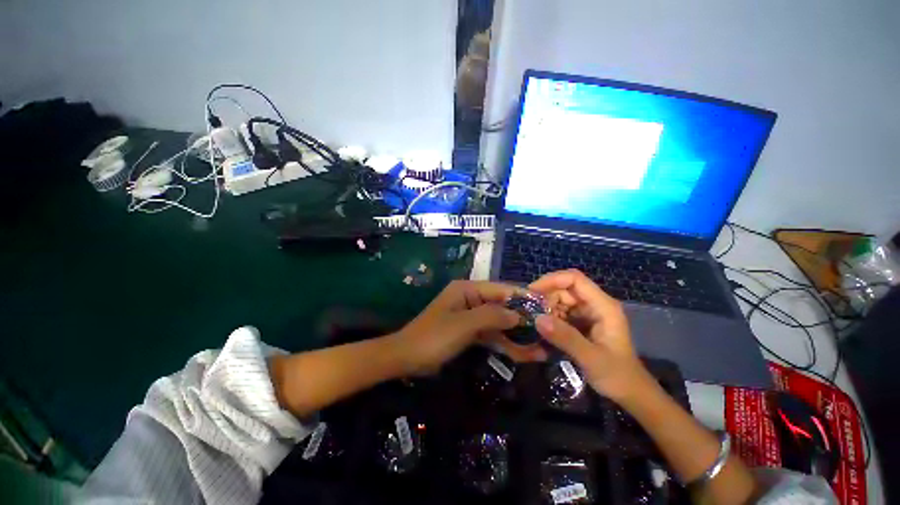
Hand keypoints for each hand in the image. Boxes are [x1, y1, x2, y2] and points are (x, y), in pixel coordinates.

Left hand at [393, 280, 547, 374]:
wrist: (407, 358)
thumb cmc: (434, 337)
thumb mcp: (463, 325)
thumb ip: (491, 316)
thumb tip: (518, 314)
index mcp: (467, 290)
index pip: (500, 289)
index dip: (522, 297)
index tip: (544, 306)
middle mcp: (471, 299)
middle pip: (501, 307)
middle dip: (522, 320)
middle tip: (547, 331)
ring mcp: (471, 317)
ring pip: (498, 324)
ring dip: (516, 336)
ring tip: (541, 349)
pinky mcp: (469, 332)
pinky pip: (490, 336)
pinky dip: (504, 344)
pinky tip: (523, 355)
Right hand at [529, 269, 653, 402]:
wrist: (631, 393)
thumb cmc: (617, 375)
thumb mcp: (591, 358)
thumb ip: (566, 338)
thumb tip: (537, 319)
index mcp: (603, 306)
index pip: (574, 279)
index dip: (552, 280)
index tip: (532, 292)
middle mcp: (595, 304)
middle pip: (565, 288)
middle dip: (546, 296)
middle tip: (531, 311)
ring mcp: (589, 313)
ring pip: (561, 299)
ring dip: (547, 308)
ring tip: (536, 322)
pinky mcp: (582, 322)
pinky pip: (562, 312)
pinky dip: (551, 317)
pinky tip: (545, 329)